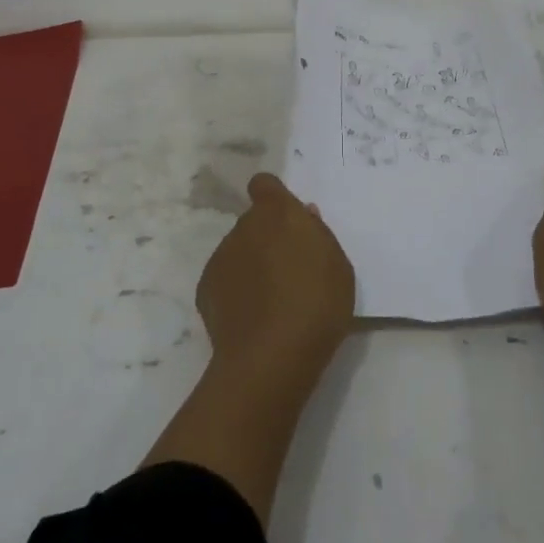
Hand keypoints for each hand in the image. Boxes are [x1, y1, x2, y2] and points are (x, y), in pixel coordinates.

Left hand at [197, 173, 355, 382]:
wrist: (272, 357)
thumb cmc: (317, 303)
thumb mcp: (337, 264)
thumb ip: (317, 233)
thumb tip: (303, 216)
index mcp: (278, 212)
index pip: (265, 185)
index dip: (273, 197)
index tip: (286, 220)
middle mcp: (244, 227)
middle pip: (254, 222)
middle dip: (267, 237)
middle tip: (288, 269)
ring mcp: (221, 257)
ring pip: (238, 251)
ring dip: (251, 264)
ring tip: (271, 301)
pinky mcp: (205, 289)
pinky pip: (224, 280)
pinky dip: (235, 291)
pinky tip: (252, 318)